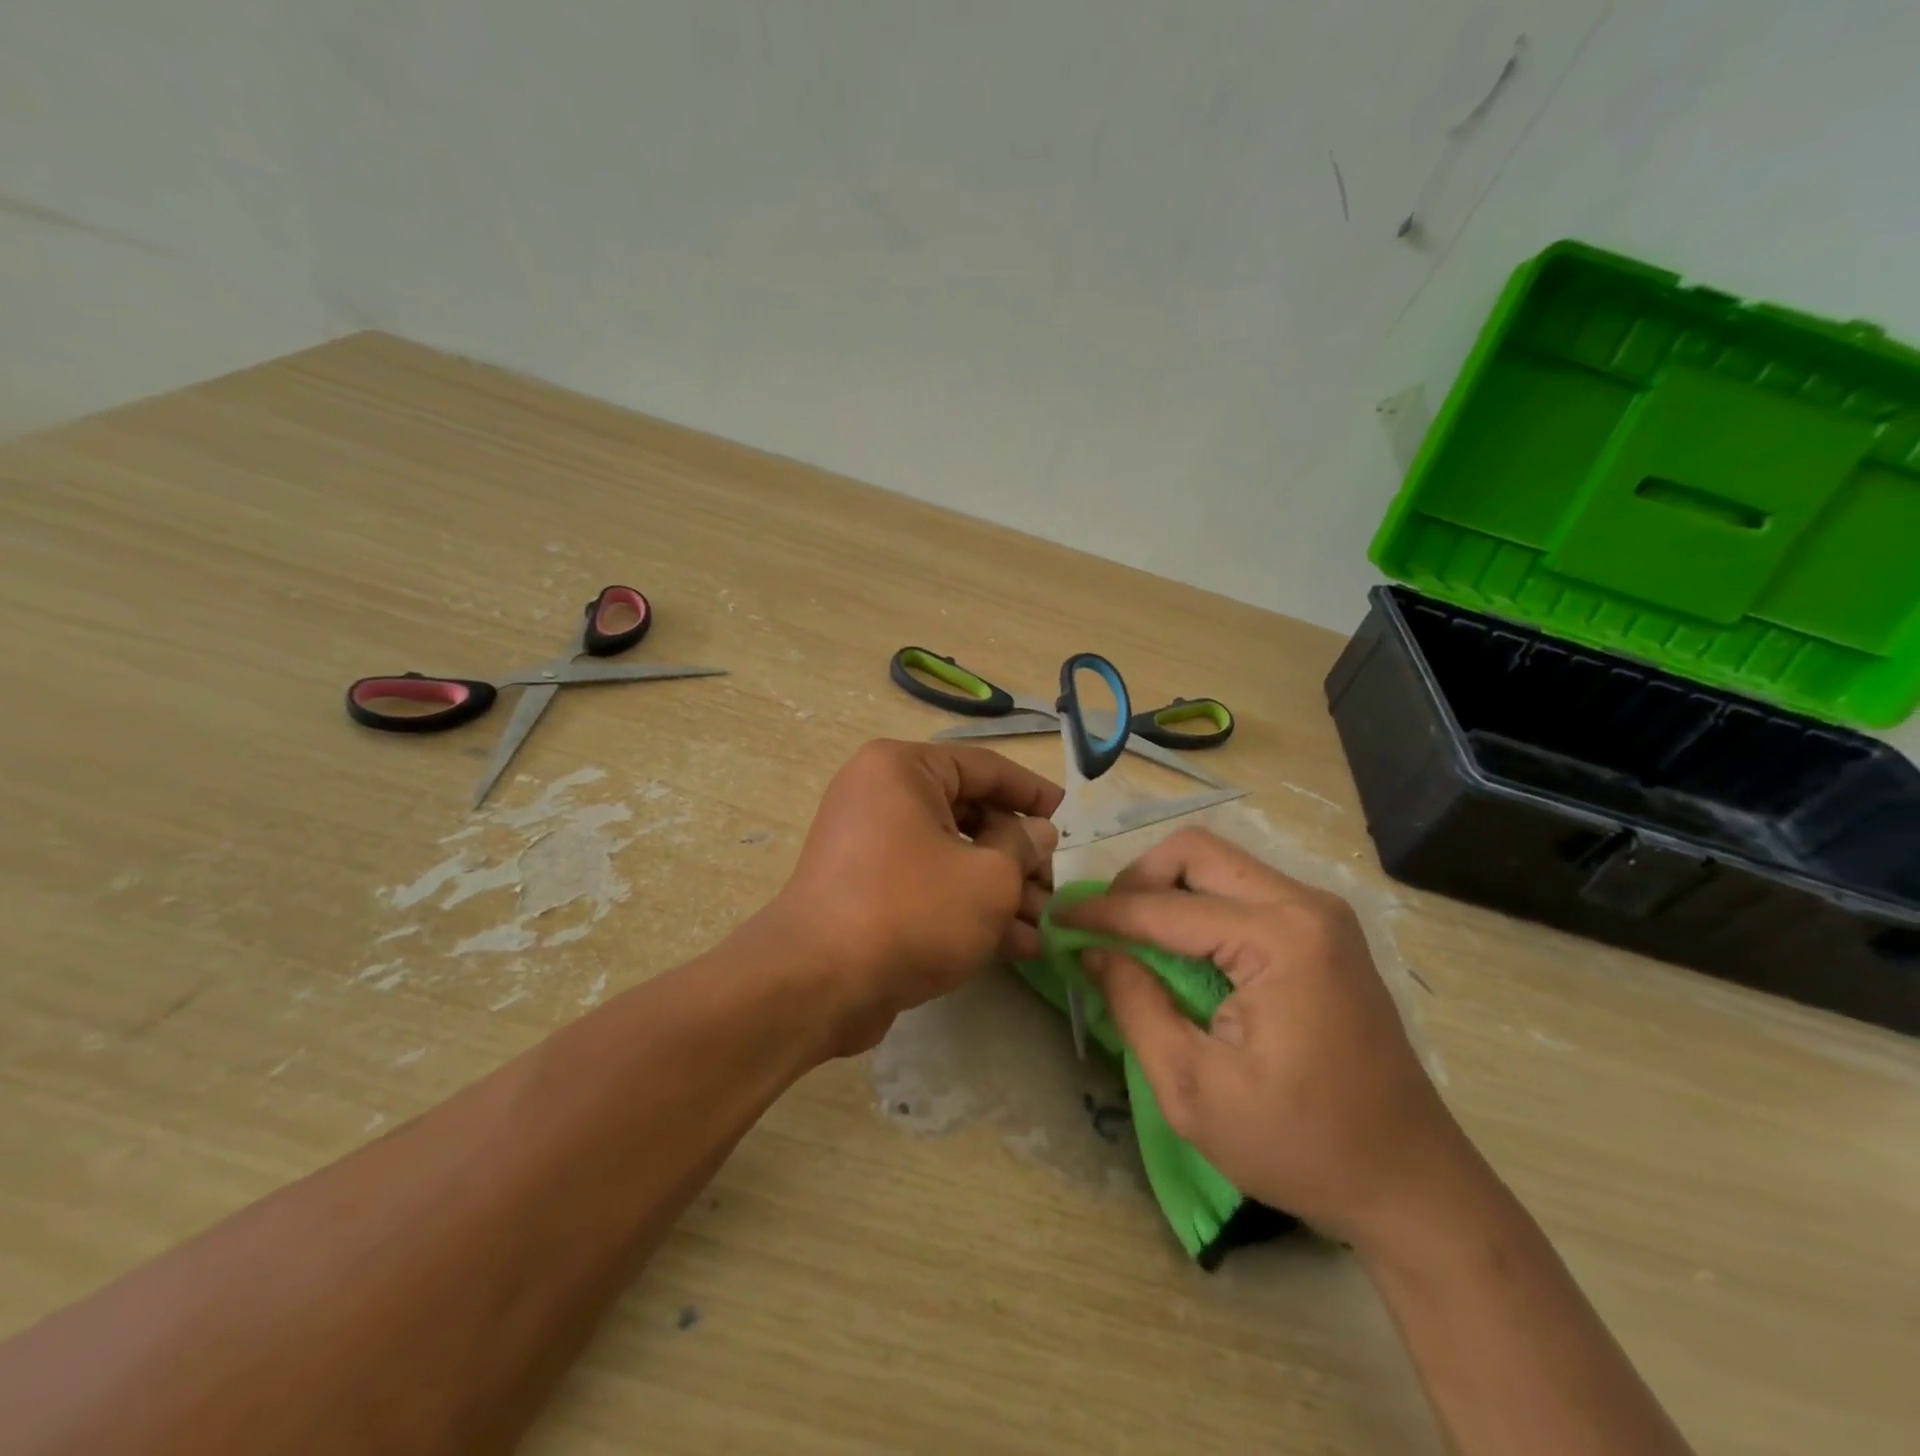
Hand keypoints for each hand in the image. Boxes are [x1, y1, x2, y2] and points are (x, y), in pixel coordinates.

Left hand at [753, 739, 1061, 1054]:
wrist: (819, 983)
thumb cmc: (912, 910)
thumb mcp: (988, 876)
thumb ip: (1022, 847)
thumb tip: (1037, 832)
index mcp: (903, 770)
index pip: (984, 767)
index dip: (1032, 791)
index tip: (1067, 814)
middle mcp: (882, 797)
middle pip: (969, 814)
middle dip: (1019, 855)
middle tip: (1055, 885)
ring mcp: (871, 846)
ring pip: (953, 855)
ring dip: (1002, 889)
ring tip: (1046, 926)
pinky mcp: (868, 891)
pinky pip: (930, 885)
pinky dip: (969, 908)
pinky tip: (1017, 945)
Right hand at [1064, 828, 1464, 1246]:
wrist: (1410, 1183)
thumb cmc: (1300, 1144)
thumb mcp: (1192, 1089)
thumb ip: (1134, 1006)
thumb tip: (1093, 950)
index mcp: (1279, 939)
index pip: (1165, 907)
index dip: (1102, 911)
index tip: (1057, 916)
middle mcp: (1305, 905)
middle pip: (1197, 852)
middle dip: (1137, 879)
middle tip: (1104, 923)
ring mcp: (1321, 913)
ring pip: (1220, 864)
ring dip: (1167, 887)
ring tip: (1134, 934)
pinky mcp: (1324, 931)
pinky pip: (1244, 889)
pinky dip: (1198, 904)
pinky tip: (1179, 945)